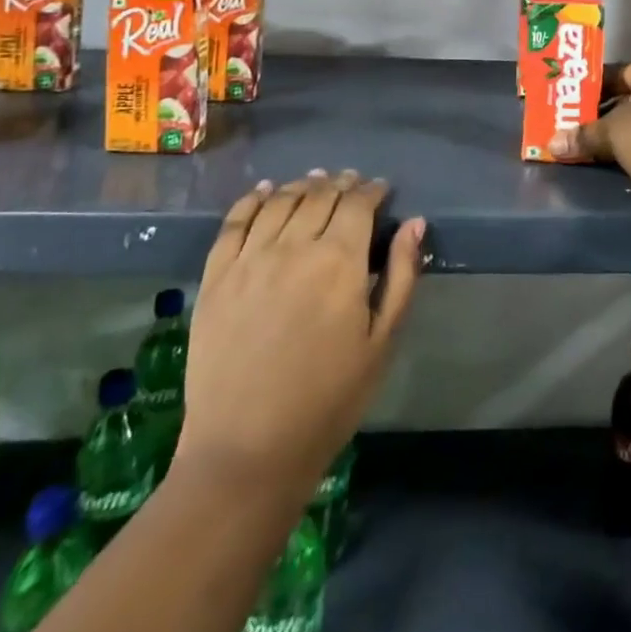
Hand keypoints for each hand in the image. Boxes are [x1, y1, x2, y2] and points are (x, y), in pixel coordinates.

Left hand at [175, 170, 424, 495]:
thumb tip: (414, 223)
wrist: (247, 449)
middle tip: (351, 182)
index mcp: (339, 260)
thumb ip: (402, 275)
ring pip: (280, 202)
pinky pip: (234, 223)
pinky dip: (252, 200)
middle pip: (320, 196)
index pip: (358, 204)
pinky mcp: (216, 277)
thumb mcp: (382, 341)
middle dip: (341, 184)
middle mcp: (294, 246)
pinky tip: (264, 192)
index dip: (372, 190)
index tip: (381, 189)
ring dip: (303, 186)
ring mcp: (250, 259)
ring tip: (314, 182)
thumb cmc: (329, 399)